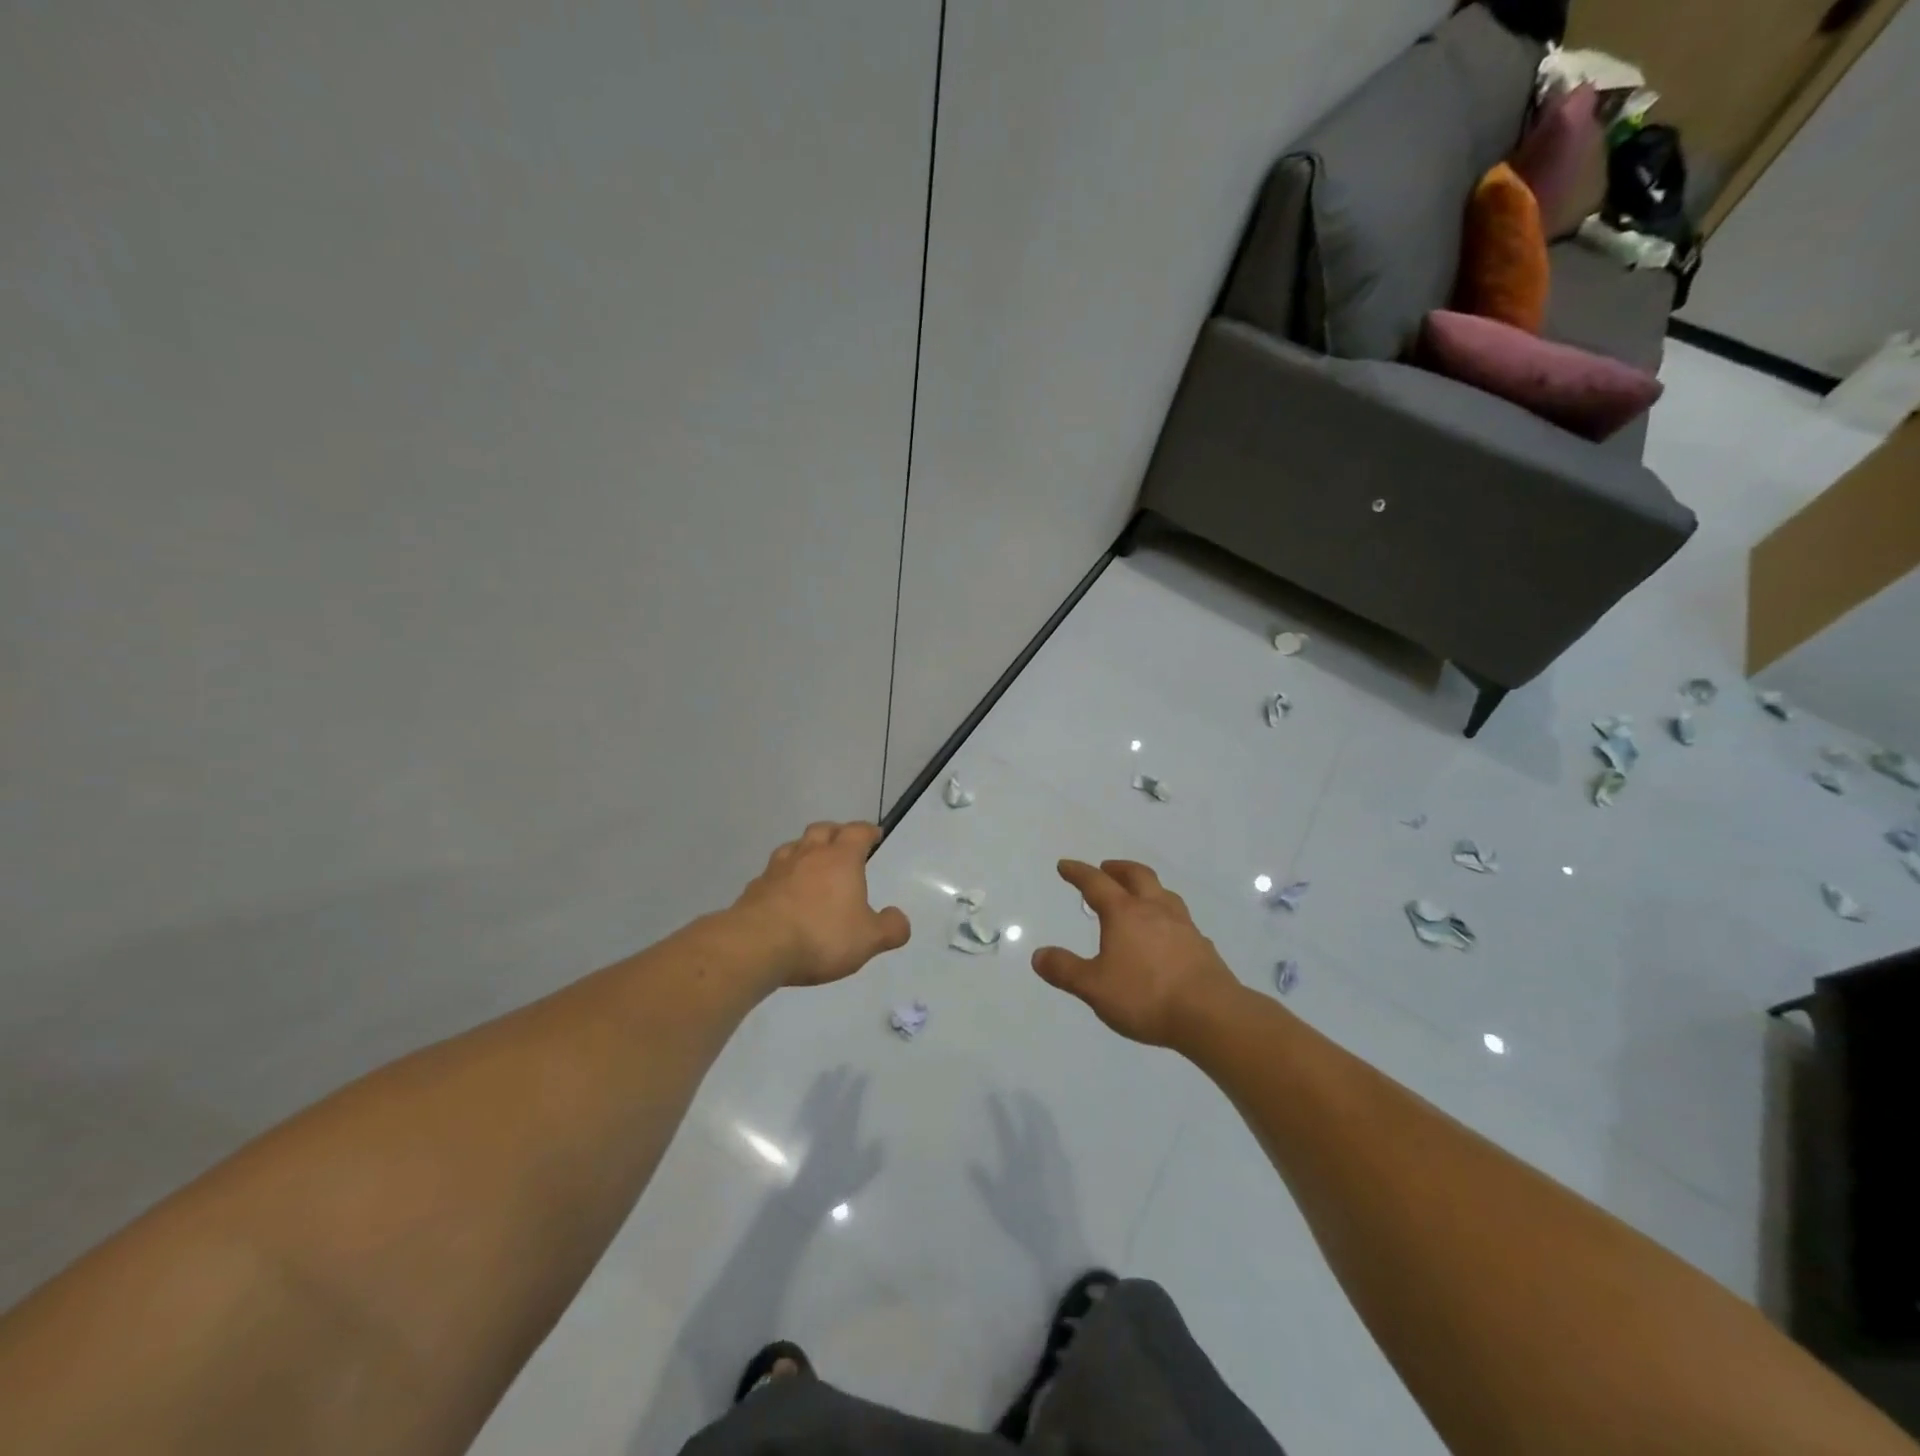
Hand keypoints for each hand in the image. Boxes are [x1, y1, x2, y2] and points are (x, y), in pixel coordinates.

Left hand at [732, 822, 910, 987]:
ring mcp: (777, 869)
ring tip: (811, 865)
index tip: (874, 835)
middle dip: (835, 833)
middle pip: (822, 830)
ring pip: (793, 846)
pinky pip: (772, 874)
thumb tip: (898, 918)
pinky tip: (784, 894)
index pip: (857, 832)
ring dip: (805, 850)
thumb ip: (890, 928)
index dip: (868, 831)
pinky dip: (782, 877)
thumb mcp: (868, 939)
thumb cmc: (821, 936)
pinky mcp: (754, 888)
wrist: (757, 946)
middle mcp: (809, 855)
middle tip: (843, 844)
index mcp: (841, 859)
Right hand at [1031, 859, 1242, 1047]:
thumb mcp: (1094, 987)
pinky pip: (1180, 919)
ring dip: (1146, 887)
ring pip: (1163, 893)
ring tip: (1138, 895)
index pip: (1096, 883)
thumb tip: (1038, 955)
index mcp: (1125, 913)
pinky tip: (1166, 933)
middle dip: (1118, 868)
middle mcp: (1154, 910)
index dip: (1078, 872)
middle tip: (1106, 868)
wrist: (1210, 1015)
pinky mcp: (1202, 945)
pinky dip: (1166, 915)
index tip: (1065, 865)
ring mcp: (1183, 925)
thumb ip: (1065, 970)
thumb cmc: (1146, 996)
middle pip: (1137, 876)